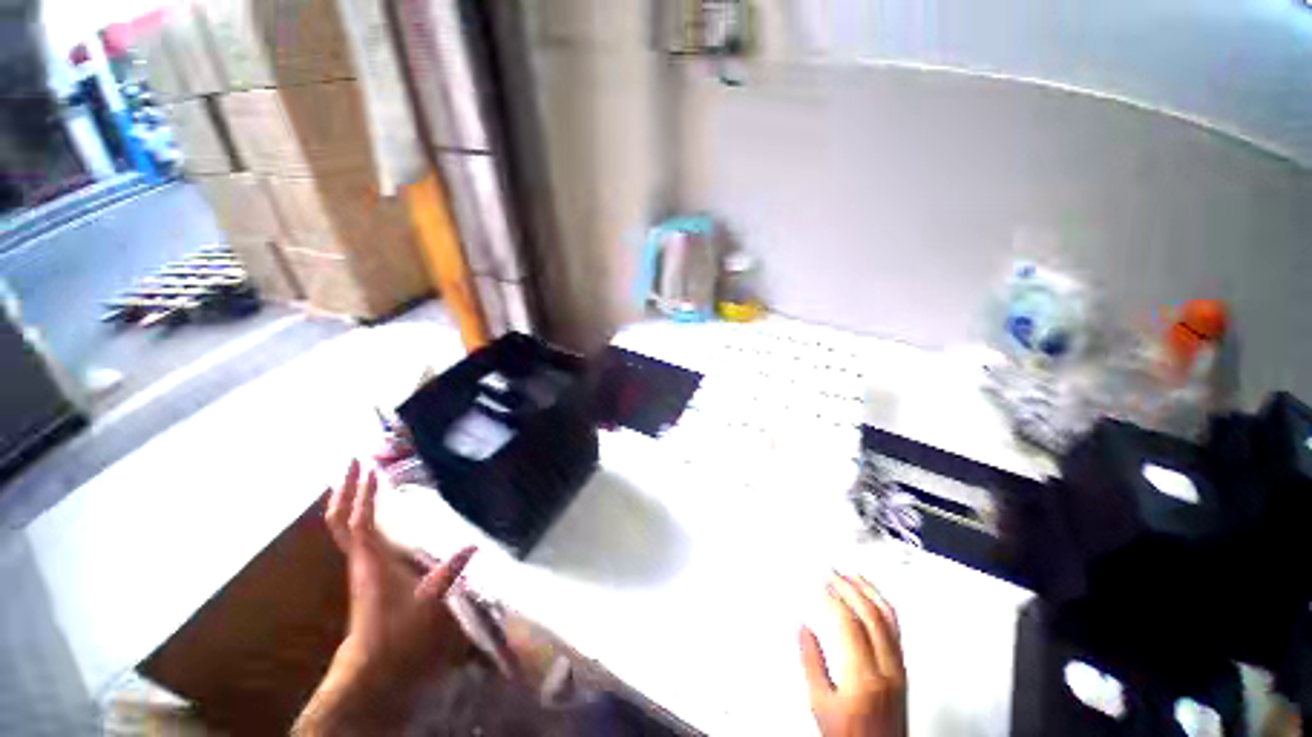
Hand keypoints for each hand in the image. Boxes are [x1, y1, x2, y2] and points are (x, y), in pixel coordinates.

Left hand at [294, 460, 475, 734]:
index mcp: (370, 559)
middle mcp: (359, 557)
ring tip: (360, 476)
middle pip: (339, 518)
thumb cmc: (397, 630)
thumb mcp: (429, 601)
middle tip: (356, 461)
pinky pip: (352, 534)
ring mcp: (358, 563)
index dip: (363, 493)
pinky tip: (371, 509)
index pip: (359, 520)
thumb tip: (473, 546)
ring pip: (341, 526)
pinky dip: (356, 514)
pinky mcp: (363, 570)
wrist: (371, 662)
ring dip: (348, 499)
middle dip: (345, 488)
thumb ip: (448, 572)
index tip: (371, 466)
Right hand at [800, 574, 907, 736]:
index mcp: (864, 677)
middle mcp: (887, 669)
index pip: (851, 623)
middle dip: (850, 587)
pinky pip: (896, 629)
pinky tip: (871, 597)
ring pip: (889, 619)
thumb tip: (803, 628)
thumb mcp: (820, 703)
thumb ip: (811, 663)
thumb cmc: (851, 736)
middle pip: (872, 615)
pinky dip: (882, 605)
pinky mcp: (903, 670)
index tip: (821, 585)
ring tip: (852, 575)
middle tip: (833, 572)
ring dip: (869, 591)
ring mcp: (899, 668)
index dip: (834, 598)